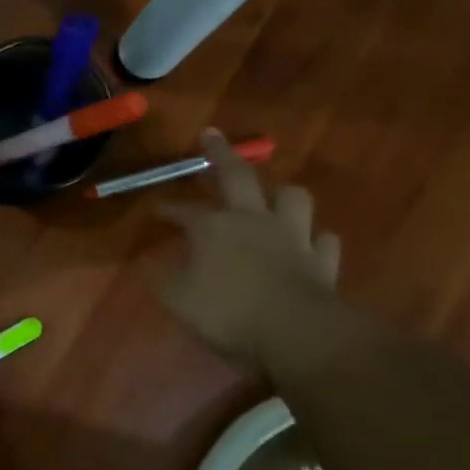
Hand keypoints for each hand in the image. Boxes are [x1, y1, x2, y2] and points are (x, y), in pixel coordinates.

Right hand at [153, 130, 342, 371]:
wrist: (296, 334)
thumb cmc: (228, 313)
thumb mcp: (177, 299)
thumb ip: (160, 277)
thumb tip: (146, 261)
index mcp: (214, 227)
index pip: (184, 211)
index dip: (169, 209)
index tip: (156, 210)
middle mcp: (253, 220)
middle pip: (238, 176)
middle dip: (220, 154)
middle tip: (210, 135)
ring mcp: (293, 237)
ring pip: (292, 198)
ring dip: (281, 193)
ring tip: (273, 195)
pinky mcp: (322, 261)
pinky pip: (323, 240)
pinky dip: (315, 239)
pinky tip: (310, 242)